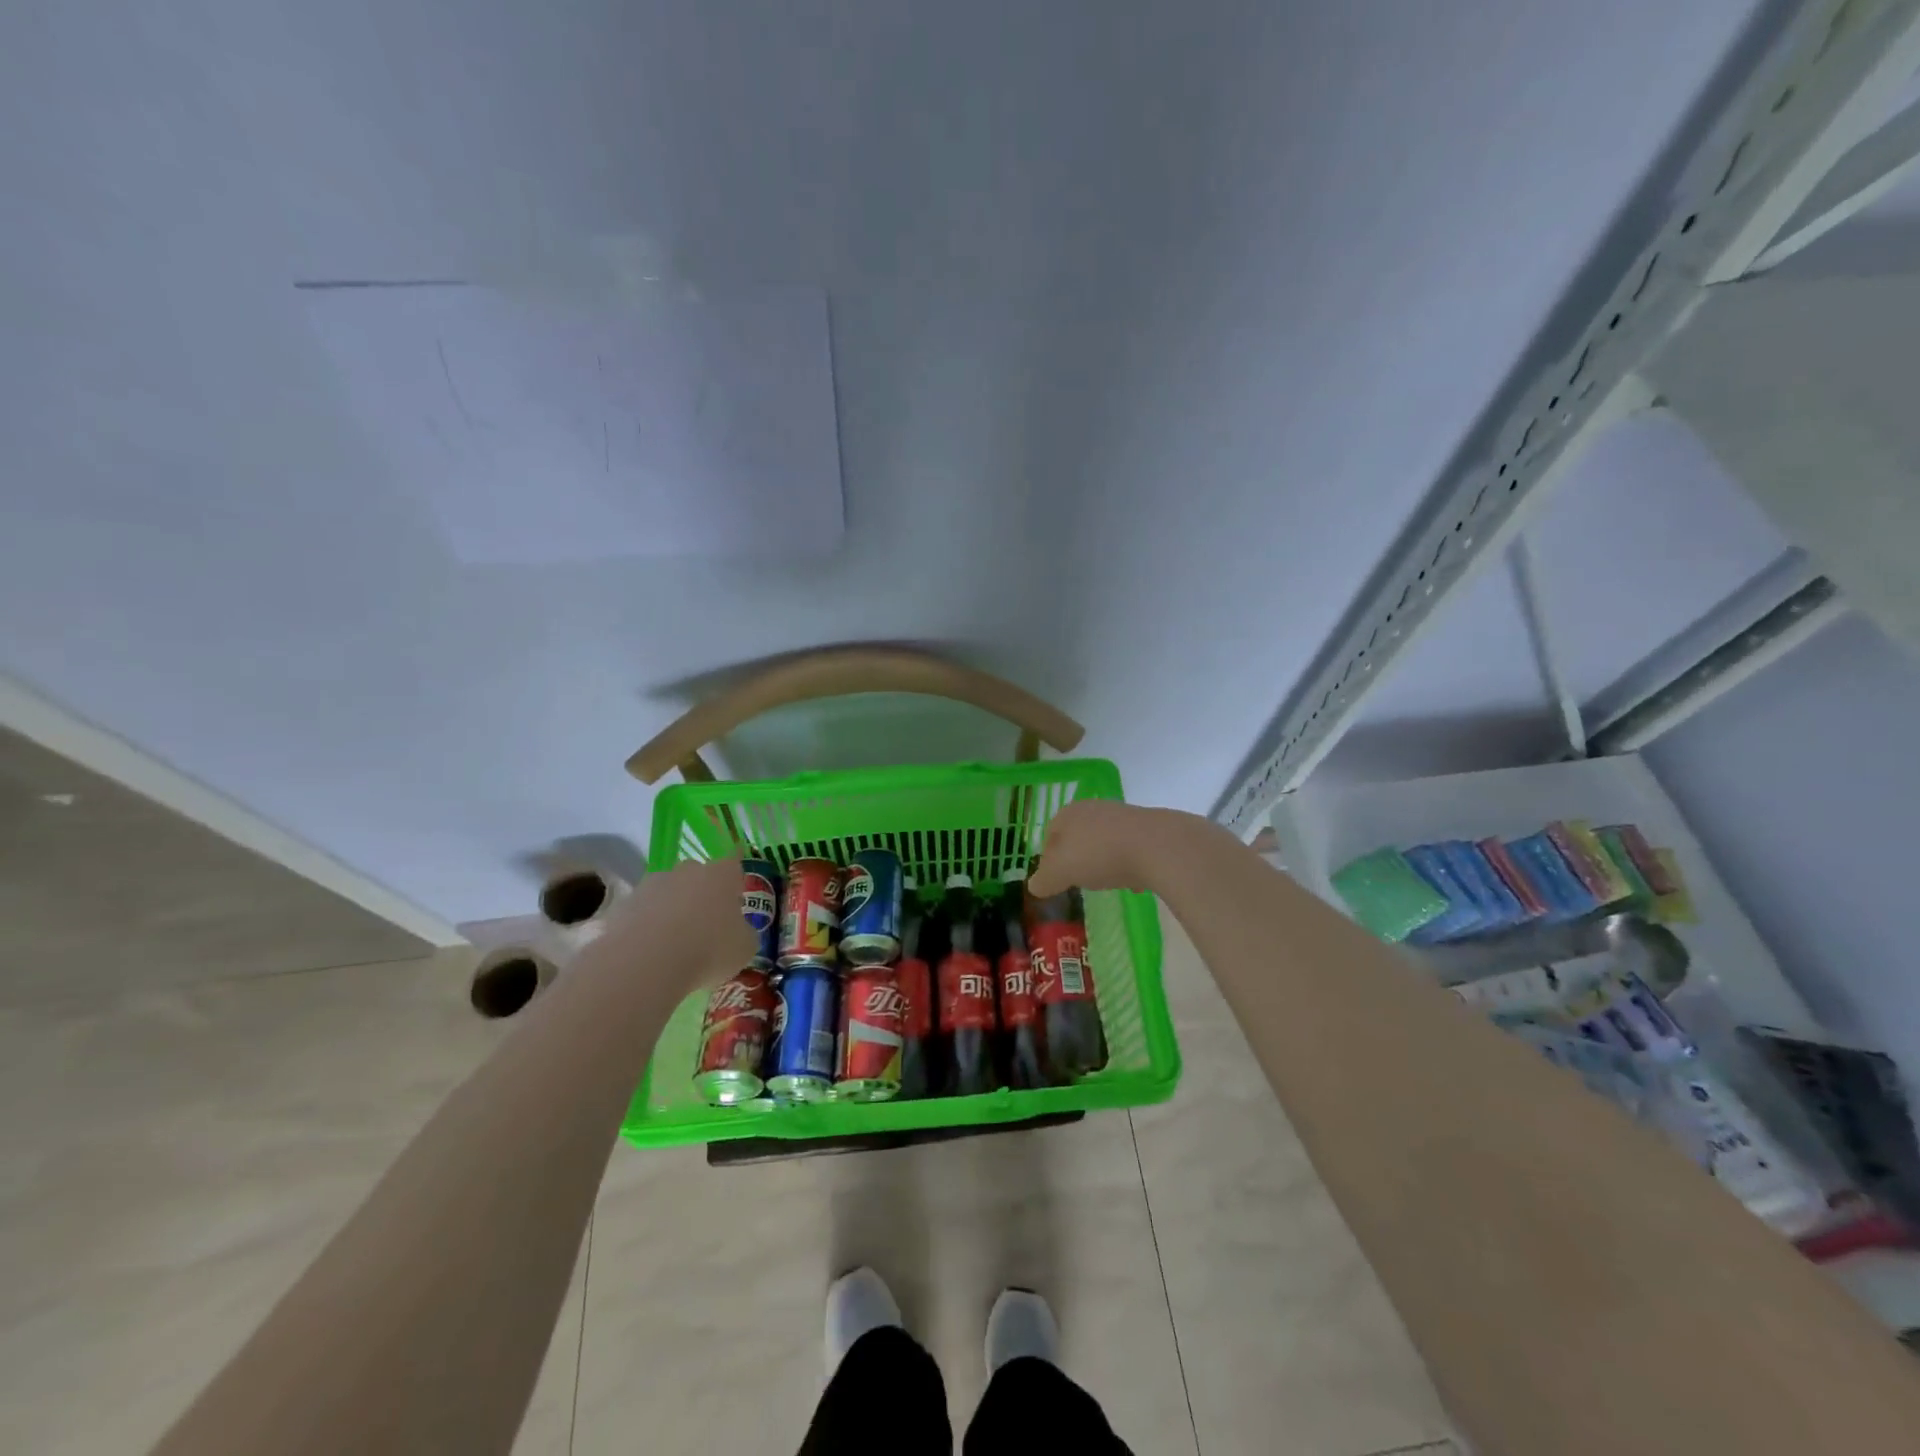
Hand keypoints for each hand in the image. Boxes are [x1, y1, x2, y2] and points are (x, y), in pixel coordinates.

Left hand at [597, 857, 756, 995]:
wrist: (645, 962)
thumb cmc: (708, 950)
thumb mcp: (744, 948)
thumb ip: (743, 933)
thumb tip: (738, 932)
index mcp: (721, 875)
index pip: (734, 864)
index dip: (735, 879)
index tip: (736, 894)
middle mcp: (686, 871)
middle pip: (698, 876)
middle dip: (701, 895)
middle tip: (705, 925)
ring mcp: (651, 885)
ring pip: (667, 893)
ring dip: (671, 911)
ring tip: (673, 943)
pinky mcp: (622, 905)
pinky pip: (641, 914)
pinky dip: (646, 928)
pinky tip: (649, 953)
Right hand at [1028, 800, 1173, 897]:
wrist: (1157, 846)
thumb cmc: (1098, 854)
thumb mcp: (1060, 873)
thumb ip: (1044, 880)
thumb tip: (1034, 886)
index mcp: (1068, 813)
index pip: (1050, 834)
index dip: (1049, 858)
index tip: (1054, 879)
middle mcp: (1094, 808)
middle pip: (1078, 835)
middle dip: (1077, 857)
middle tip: (1078, 880)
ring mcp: (1123, 815)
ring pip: (1104, 840)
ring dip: (1104, 860)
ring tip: (1107, 882)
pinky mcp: (1149, 827)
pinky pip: (1130, 848)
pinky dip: (1129, 863)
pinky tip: (1134, 882)